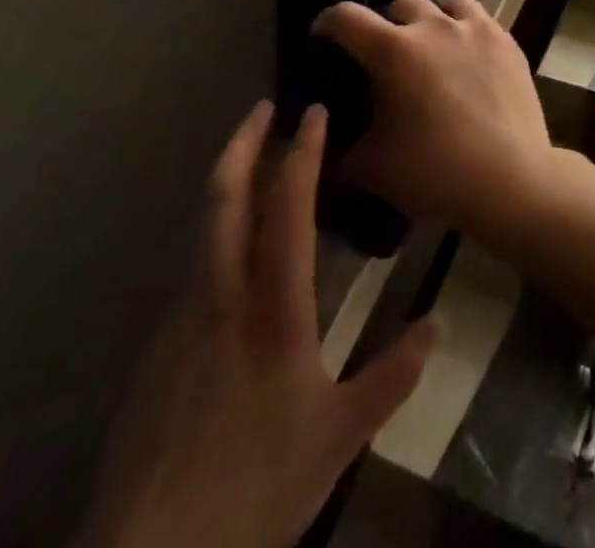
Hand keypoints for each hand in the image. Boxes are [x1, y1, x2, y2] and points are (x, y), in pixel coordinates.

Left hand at [83, 102, 435, 547]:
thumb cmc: (255, 486)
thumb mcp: (338, 437)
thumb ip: (391, 376)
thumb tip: (435, 323)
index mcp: (273, 310)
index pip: (288, 209)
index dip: (302, 154)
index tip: (314, 111)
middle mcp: (222, 297)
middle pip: (224, 199)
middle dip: (243, 144)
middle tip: (263, 107)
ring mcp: (182, 318)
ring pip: (203, 228)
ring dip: (228, 182)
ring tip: (254, 162)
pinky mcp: (158, 346)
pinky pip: (194, 266)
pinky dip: (216, 230)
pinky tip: (233, 246)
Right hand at [312, 0, 556, 235]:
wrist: (509, 179)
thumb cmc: (434, 172)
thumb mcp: (372, 167)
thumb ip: (340, 147)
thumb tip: (325, 134)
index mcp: (393, 50)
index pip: (346, 17)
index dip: (327, 22)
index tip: (323, 37)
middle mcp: (434, 26)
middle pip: (401, 3)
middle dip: (387, 22)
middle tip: (387, 54)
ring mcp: (475, 29)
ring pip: (446, 5)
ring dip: (432, 21)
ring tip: (433, 49)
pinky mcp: (506, 41)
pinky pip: (479, 21)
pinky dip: (466, 32)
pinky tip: (468, 60)